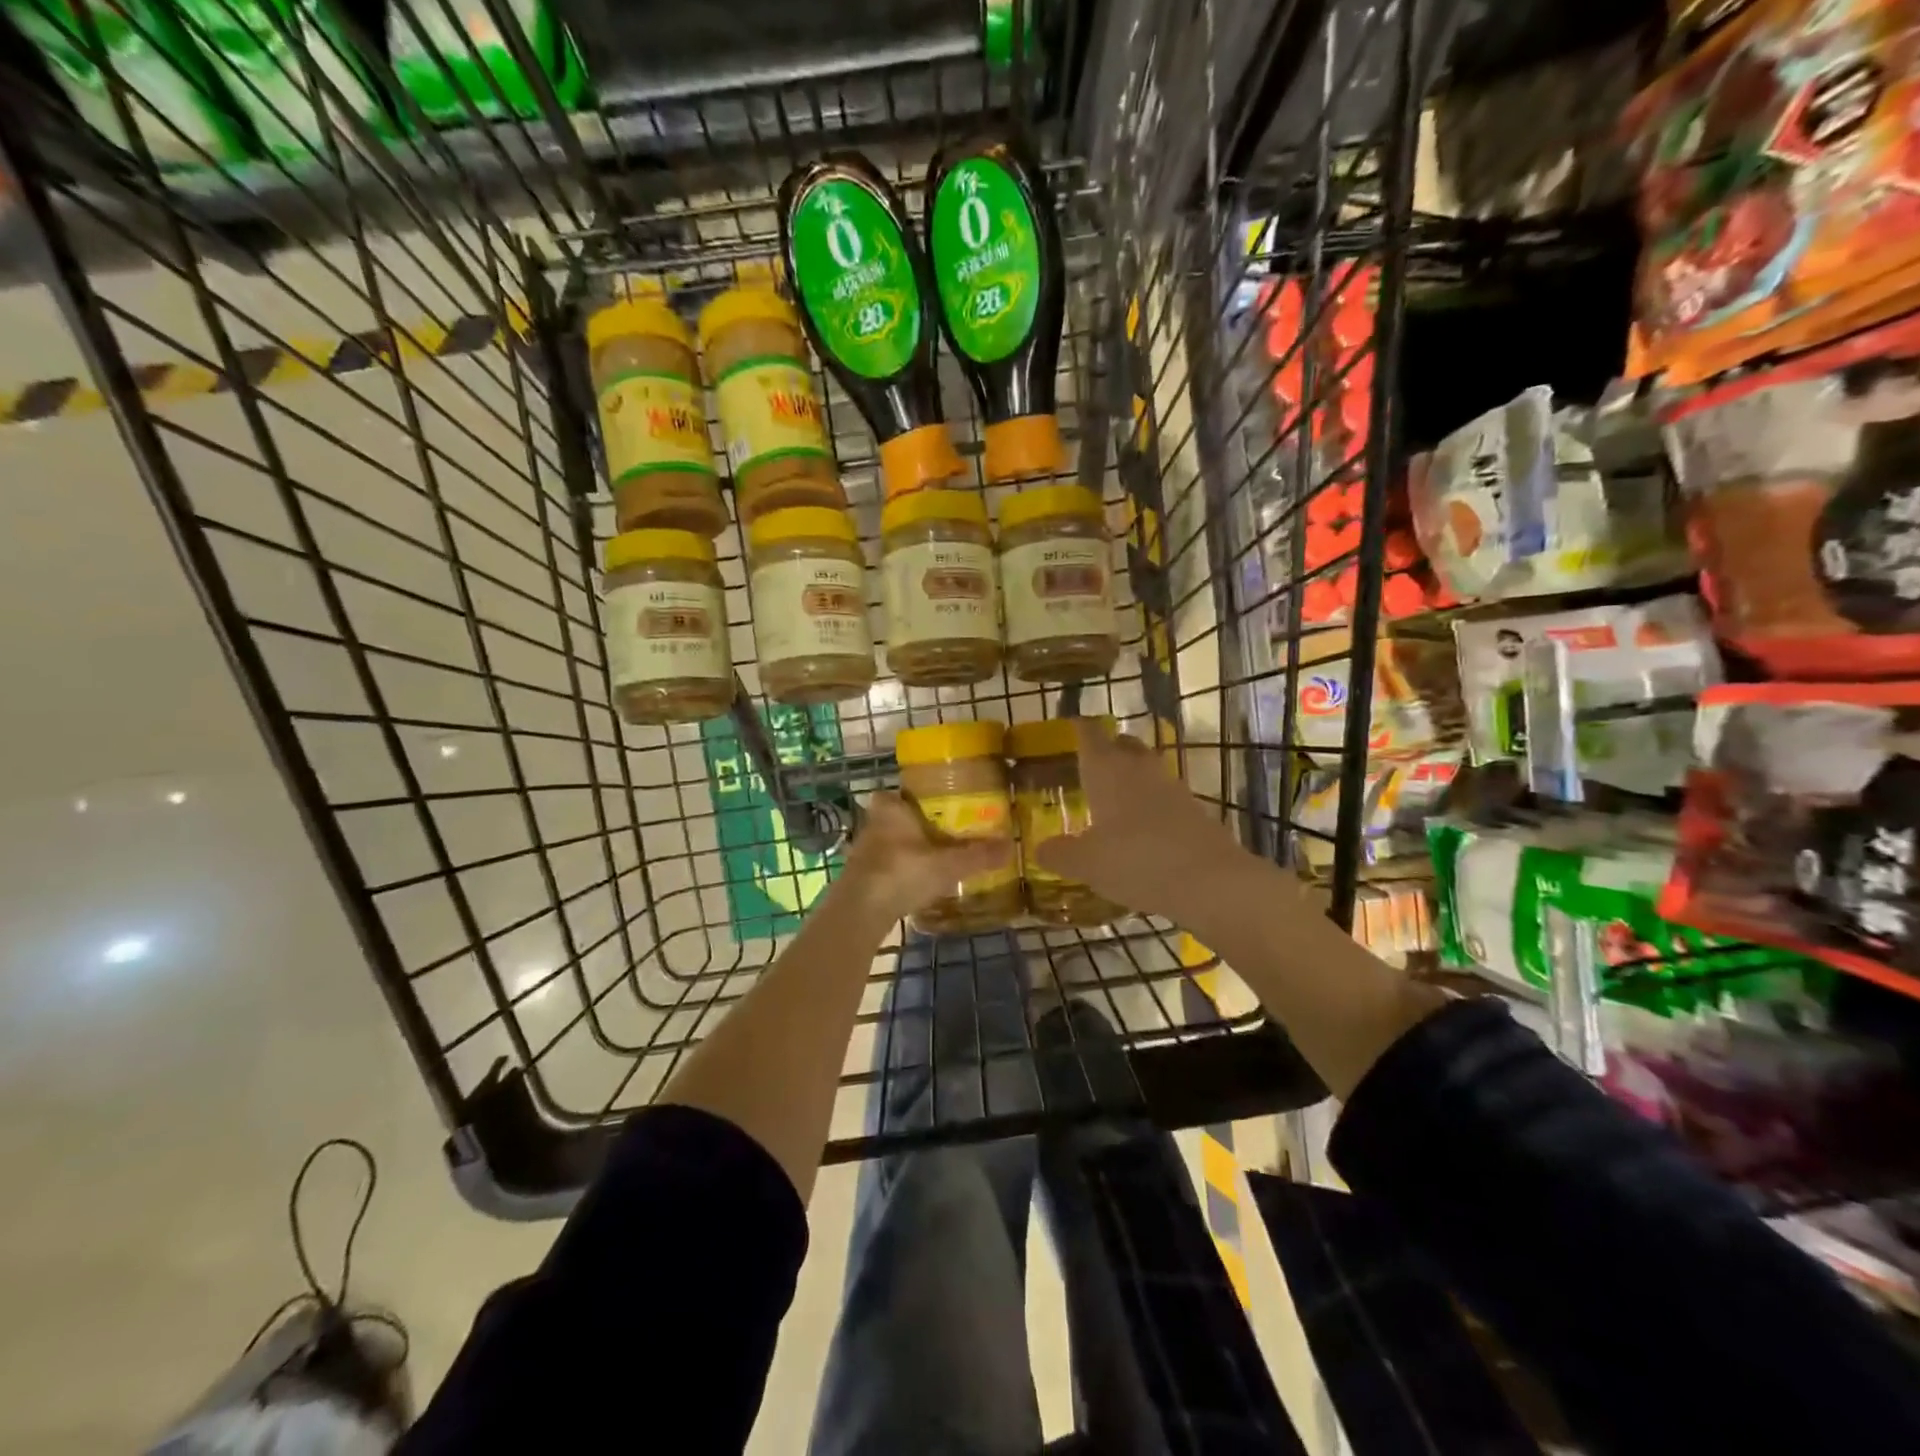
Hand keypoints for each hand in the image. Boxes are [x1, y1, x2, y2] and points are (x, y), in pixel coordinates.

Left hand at [836, 791, 1011, 923]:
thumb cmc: (902, 873)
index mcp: (891, 808)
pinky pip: (887, 865)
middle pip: (898, 817)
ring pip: (892, 842)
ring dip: (909, 849)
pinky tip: (918, 881)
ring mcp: (863, 850)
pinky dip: (901, 870)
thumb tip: (1011, 845)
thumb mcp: (947, 864)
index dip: (917, 797)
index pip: (900, 792)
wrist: (860, 912)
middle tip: (946, 833)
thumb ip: (978, 855)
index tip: (939, 805)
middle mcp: (873, 823)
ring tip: (937, 858)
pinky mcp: (860, 876)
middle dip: (918, 825)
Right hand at [1033, 721, 1256, 925]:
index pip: (1089, 734)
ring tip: (1113, 799)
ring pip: (1146, 768)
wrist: (1209, 881)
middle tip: (1090, 764)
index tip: (1069, 726)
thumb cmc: (1135, 861)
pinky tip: (1141, 828)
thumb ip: (1060, 853)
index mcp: (1106, 769)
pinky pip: (1165, 796)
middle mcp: (1138, 768)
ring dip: (1131, 777)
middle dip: (1107, 749)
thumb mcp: (1086, 864)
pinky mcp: (1194, 808)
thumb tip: (1040, 848)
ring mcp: (1171, 786)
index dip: (1078, 727)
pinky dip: (1151, 804)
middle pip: (1122, 744)